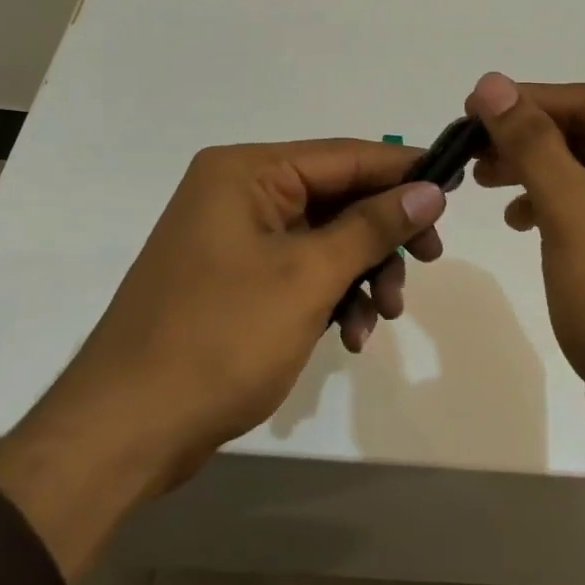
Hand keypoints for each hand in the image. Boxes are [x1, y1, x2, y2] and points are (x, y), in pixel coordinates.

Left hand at [0, 138, 446, 576]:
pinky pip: (300, 271)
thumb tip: (430, 188)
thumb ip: (373, 226)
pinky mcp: (235, 280)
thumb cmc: (220, 339)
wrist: (128, 429)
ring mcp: (234, 238)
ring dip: (362, 273)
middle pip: (337, 197)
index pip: (344, 155)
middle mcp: (238, 193)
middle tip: (427, 262)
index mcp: (247, 172)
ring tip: (382, 316)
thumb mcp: (308, 277)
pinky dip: (331, 296)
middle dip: (382, 236)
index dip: (403, 171)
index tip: (456, 190)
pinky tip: (351, 334)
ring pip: (325, 239)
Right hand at [465, 73, 584, 584]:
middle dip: (527, 139)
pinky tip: (522, 221)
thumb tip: (491, 83)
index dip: (526, 101)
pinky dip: (552, 208)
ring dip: (535, 172)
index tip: (468, 111)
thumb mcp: (575, 211)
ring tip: (485, 184)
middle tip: (469, 152)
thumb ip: (531, 142)